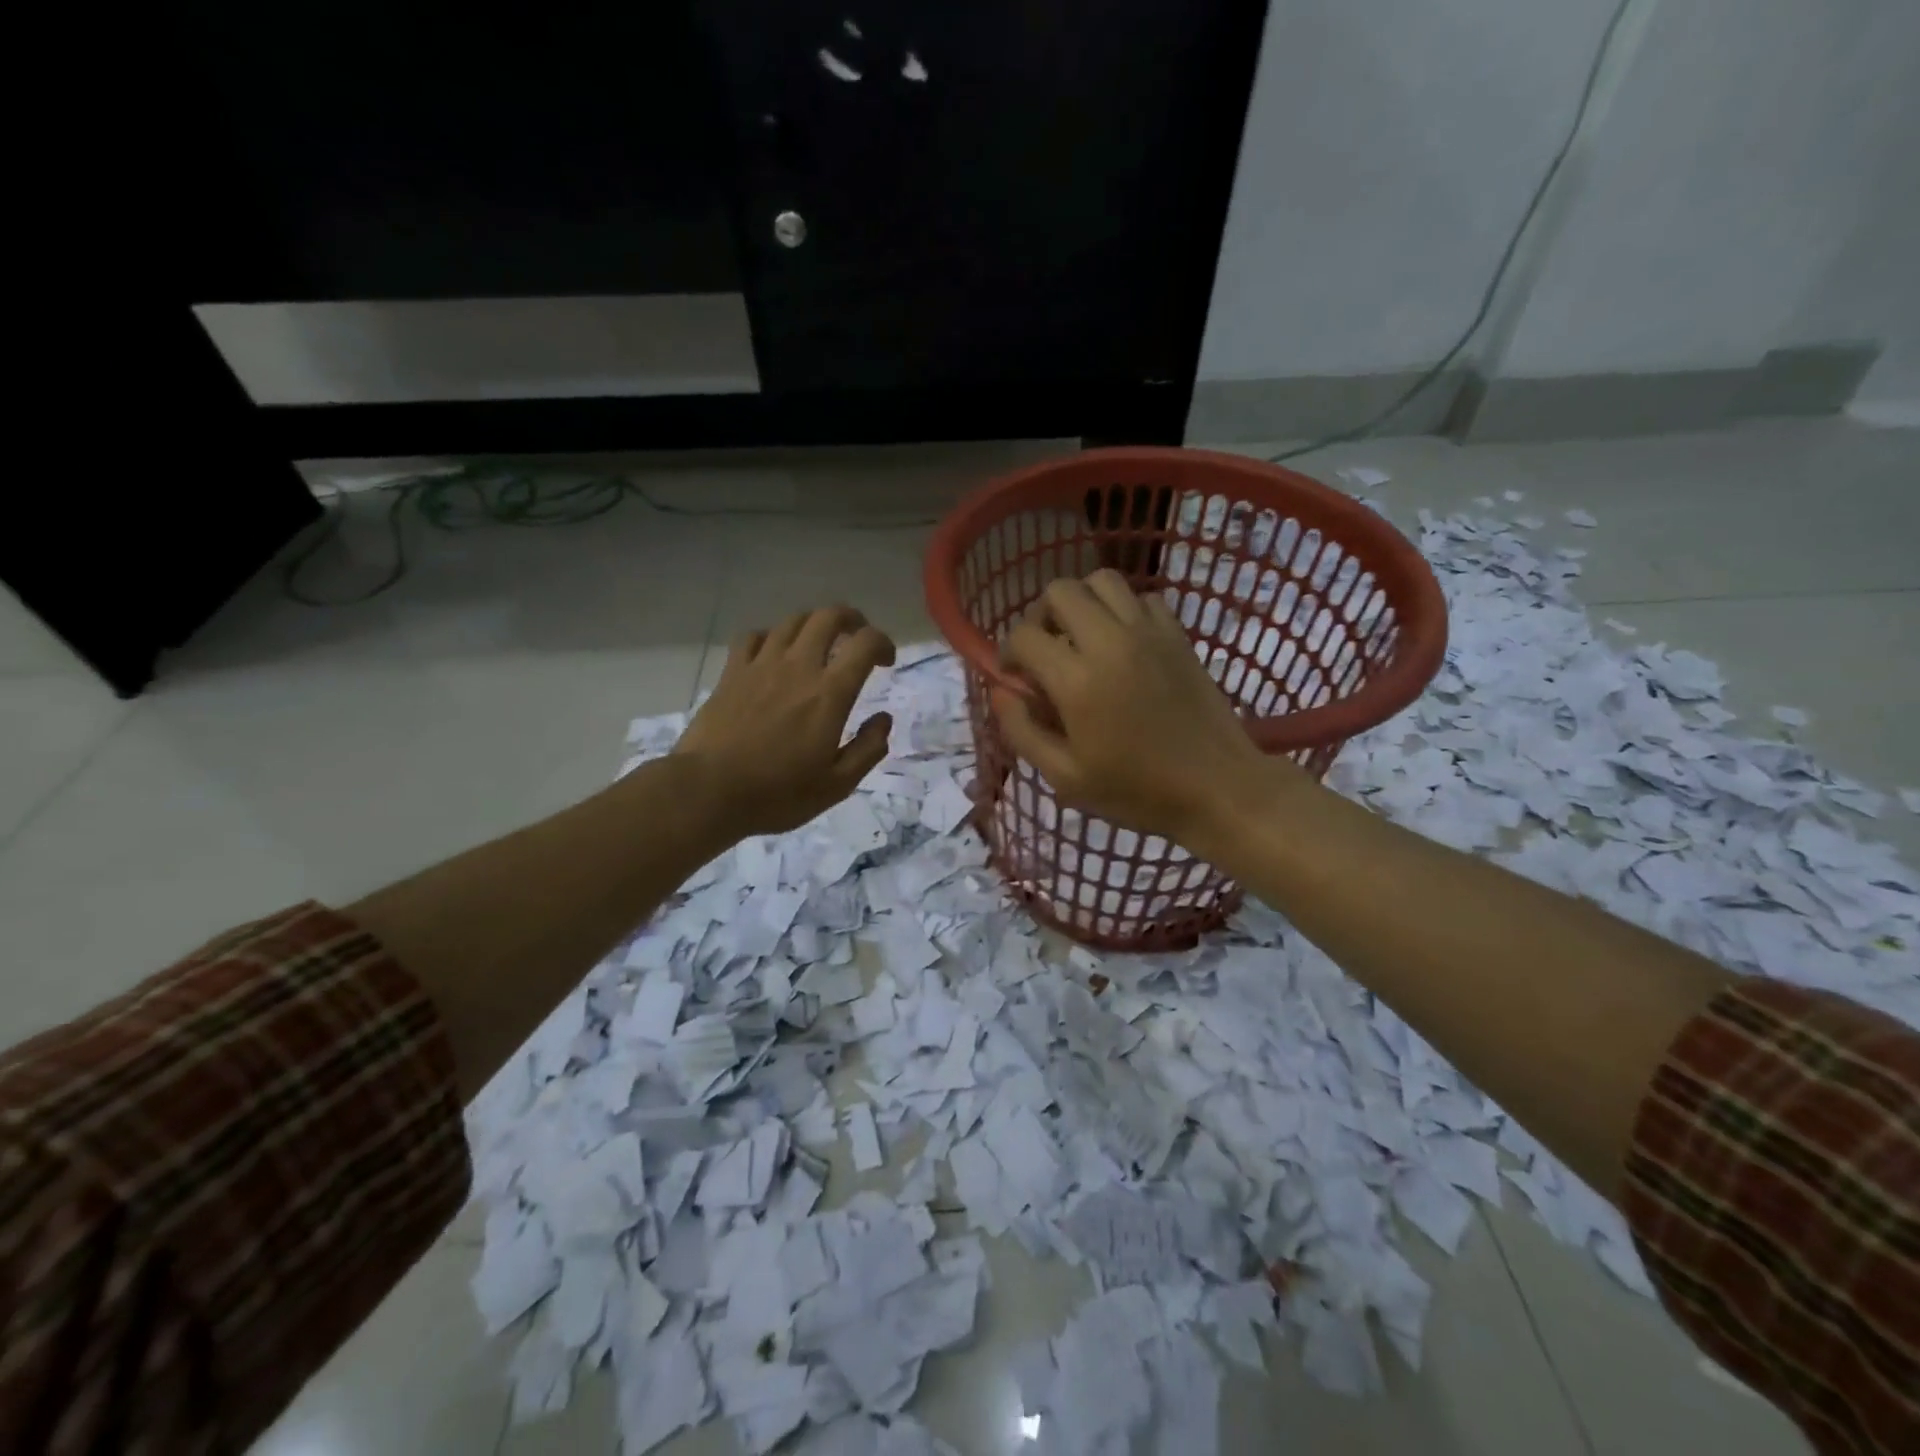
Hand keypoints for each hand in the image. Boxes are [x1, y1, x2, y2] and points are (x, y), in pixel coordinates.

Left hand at [675, 606, 895, 835]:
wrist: (708, 791)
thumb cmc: (777, 793)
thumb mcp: (837, 785)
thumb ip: (868, 749)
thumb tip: (884, 720)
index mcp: (829, 693)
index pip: (865, 643)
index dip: (883, 643)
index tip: (886, 662)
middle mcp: (798, 667)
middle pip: (828, 617)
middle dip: (851, 619)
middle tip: (856, 638)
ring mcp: (761, 665)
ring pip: (792, 621)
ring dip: (813, 625)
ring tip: (818, 644)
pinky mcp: (732, 672)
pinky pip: (753, 636)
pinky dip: (771, 637)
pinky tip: (773, 654)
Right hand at [996, 571, 1296, 842]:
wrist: (1218, 789)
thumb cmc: (1137, 791)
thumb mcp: (1066, 777)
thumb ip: (1023, 732)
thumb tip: (1000, 692)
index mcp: (1078, 681)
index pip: (1025, 636)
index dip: (1008, 652)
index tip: (1015, 677)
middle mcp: (1110, 642)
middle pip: (1060, 591)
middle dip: (1040, 616)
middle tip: (1045, 650)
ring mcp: (1149, 633)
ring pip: (1103, 580)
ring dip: (1082, 602)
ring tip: (1081, 637)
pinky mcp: (1178, 635)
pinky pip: (1143, 598)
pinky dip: (1124, 610)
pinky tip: (1122, 644)